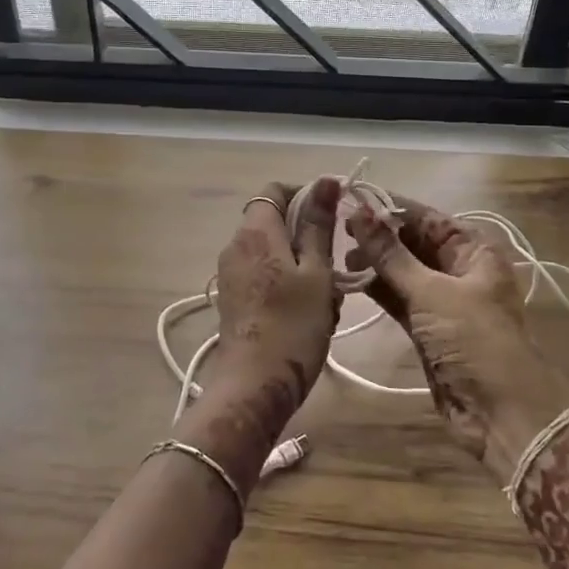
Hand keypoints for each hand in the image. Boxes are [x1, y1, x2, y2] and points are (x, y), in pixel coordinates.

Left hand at [175, 179, 339, 488]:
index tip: (335, 214)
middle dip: (310, 237)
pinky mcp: (234, 298)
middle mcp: (236, 245)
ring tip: (328, 297)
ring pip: (275, 251)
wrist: (253, 388)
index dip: (306, 194)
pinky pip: (265, 274)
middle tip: (337, 266)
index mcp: (255, 231)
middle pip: (276, 222)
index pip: (276, 190)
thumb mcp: (316, 273)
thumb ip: (319, 225)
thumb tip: (326, 180)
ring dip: (304, 265)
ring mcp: (231, 273)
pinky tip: (310, 313)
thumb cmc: (293, 327)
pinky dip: (289, 283)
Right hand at [346, 195, 568, 477]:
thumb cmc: (474, 340)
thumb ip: (390, 254)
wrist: (503, 414)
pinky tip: (350, 280)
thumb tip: (357, 213)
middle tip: (338, 229)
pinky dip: (378, 288)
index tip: (350, 198)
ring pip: (403, 270)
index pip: (426, 217)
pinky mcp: (428, 328)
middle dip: (379, 235)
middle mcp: (459, 269)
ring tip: (339, 256)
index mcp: (473, 250)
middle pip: (414, 242)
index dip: (389, 207)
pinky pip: (399, 298)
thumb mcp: (431, 292)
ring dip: (375, 262)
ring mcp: (443, 300)